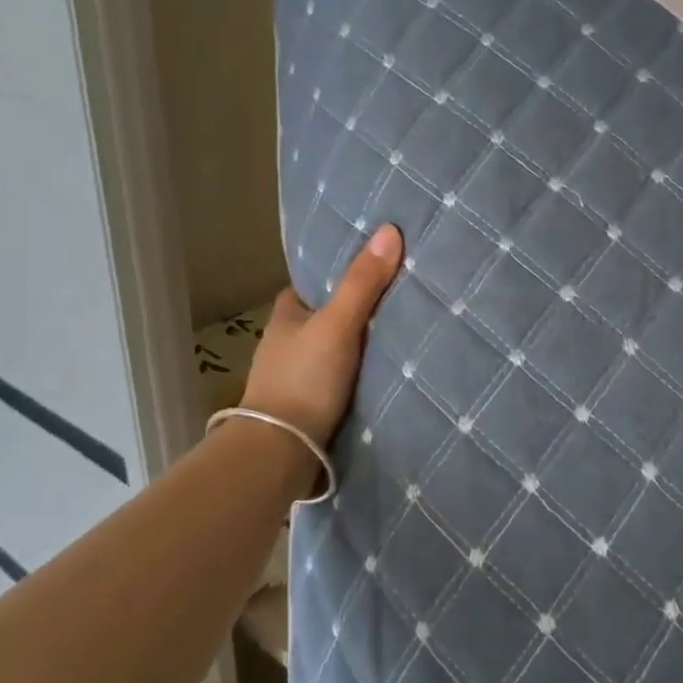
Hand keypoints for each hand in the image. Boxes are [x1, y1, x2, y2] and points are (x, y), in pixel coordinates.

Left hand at [239, 225, 403, 447]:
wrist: (282, 453)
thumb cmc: (304, 379)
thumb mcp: (337, 324)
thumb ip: (362, 282)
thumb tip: (389, 229)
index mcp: (286, 316)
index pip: (312, 284)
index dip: (337, 273)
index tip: (371, 264)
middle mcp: (286, 342)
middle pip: (325, 315)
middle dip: (353, 308)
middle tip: (397, 295)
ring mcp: (296, 376)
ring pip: (333, 348)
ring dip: (357, 342)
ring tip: (400, 328)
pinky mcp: (309, 406)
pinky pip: (339, 376)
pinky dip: (358, 370)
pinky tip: (385, 369)